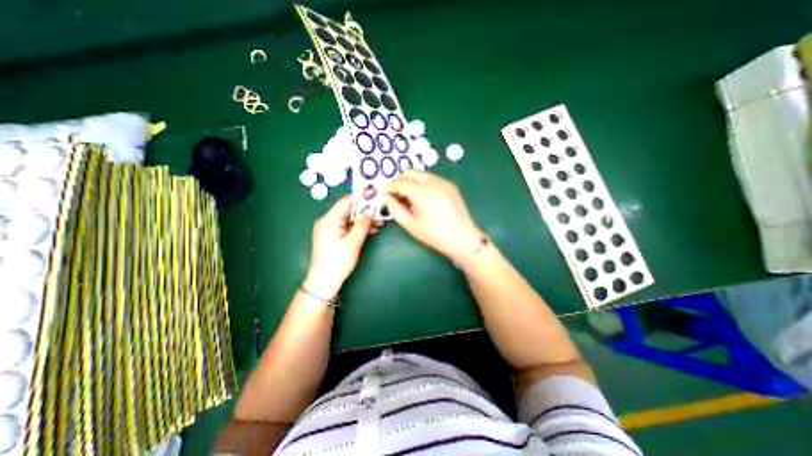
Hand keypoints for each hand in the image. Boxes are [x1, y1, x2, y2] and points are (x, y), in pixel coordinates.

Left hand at [305, 195, 376, 298]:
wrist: (324, 282)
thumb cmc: (338, 262)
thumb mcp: (353, 243)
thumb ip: (362, 225)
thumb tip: (369, 212)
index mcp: (329, 220)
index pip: (346, 201)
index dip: (361, 198)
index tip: (375, 197)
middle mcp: (327, 221)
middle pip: (348, 210)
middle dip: (364, 211)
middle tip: (379, 212)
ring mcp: (329, 229)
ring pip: (349, 219)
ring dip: (363, 220)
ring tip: (378, 223)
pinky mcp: (332, 236)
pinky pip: (346, 227)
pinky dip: (357, 228)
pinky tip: (370, 230)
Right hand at [384, 169, 480, 263]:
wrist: (462, 238)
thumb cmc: (434, 234)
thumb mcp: (410, 225)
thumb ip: (395, 210)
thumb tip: (388, 199)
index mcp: (422, 193)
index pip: (401, 183)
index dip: (391, 187)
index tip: (386, 193)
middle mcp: (433, 183)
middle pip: (411, 172)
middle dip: (401, 180)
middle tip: (397, 193)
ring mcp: (444, 183)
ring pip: (422, 174)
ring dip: (412, 180)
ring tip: (411, 195)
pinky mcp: (451, 186)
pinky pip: (433, 178)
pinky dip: (424, 183)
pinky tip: (424, 196)